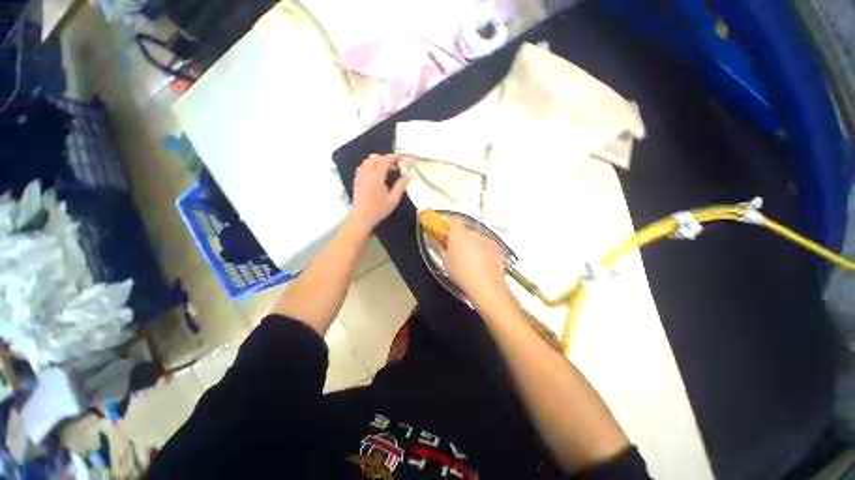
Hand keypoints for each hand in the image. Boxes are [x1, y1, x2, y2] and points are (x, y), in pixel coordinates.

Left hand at [351, 154, 409, 229]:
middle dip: (386, 159)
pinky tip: (374, 172)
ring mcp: (360, 176)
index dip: (394, 157)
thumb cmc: (379, 209)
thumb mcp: (393, 199)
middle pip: (376, 159)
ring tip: (385, 168)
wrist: (362, 217)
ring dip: (377, 161)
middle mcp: (367, 173)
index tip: (401, 158)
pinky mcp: (357, 180)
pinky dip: (369, 165)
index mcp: (377, 177)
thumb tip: (410, 175)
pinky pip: (362, 167)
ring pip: (367, 161)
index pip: (385, 161)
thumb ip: (401, 186)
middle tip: (395, 165)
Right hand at [440, 217, 509, 302]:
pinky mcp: (496, 248)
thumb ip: (440, 246)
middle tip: (457, 252)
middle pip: (465, 231)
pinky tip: (482, 265)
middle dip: (461, 238)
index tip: (446, 235)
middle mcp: (473, 233)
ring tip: (470, 262)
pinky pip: (486, 246)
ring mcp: (486, 240)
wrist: (485, 284)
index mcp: (458, 234)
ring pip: (476, 239)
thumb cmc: (461, 272)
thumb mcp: (445, 260)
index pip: (453, 220)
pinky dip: (483, 252)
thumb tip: (436, 239)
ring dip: (472, 245)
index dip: (449, 226)